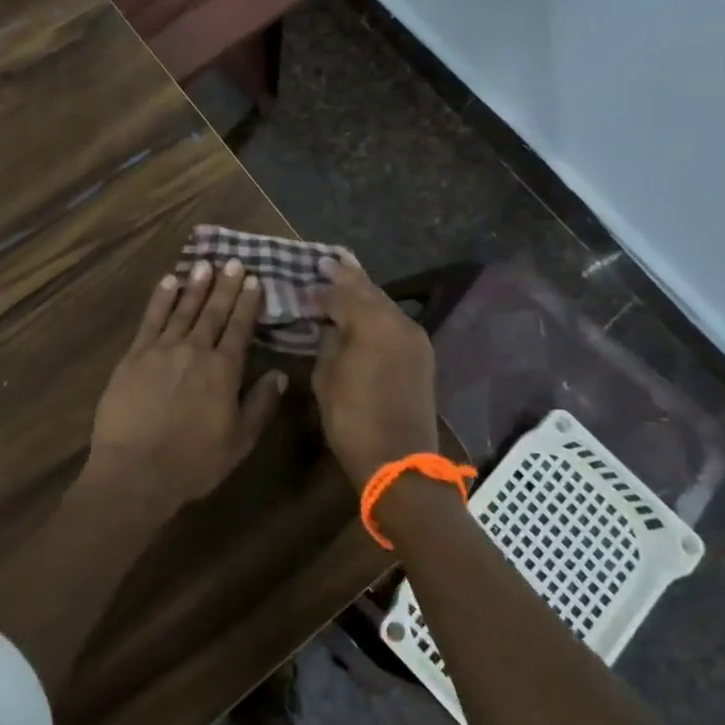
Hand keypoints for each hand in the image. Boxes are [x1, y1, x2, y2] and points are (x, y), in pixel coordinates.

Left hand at [87, 259, 287, 513]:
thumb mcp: (239, 442)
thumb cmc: (193, 463)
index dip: (247, 303)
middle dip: (225, 286)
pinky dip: (161, 298)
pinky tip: (168, 282)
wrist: (136, 470)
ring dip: (196, 286)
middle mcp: (195, 351)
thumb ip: (260, 405)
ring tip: (205, 265)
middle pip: (213, 312)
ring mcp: (162, 349)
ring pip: (183, 309)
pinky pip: (151, 319)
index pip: (239, 328)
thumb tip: (279, 374)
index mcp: (223, 371)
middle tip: (233, 261)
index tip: (254, 280)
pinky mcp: (135, 355)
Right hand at [314, 257, 438, 486]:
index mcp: (372, 324)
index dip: (320, 288)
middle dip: (347, 276)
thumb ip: (328, 341)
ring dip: (363, 292)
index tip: (303, 281)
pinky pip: (394, 322)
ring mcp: (415, 338)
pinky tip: (363, 310)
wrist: (399, 463)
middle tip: (327, 261)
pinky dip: (376, 312)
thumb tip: (330, 324)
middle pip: (368, 290)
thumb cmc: (353, 420)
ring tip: (344, 276)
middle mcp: (399, 322)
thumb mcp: (326, 377)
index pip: (341, 292)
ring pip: (384, 304)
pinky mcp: (421, 355)